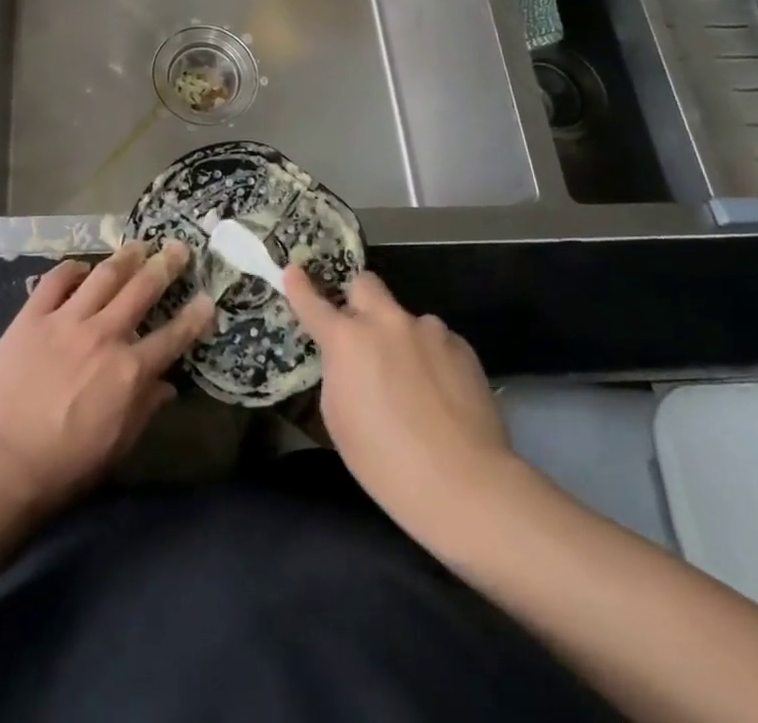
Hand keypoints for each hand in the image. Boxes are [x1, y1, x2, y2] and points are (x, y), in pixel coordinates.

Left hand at [0, 241, 214, 518]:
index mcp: (129, 371)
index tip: (208, 299)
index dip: (194, 317)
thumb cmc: (62, 467)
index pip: (173, 337)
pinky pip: (56, 281)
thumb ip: (144, 410)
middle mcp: (104, 335)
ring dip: (125, 257)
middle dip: (165, 266)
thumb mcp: (116, 447)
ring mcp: (67, 320)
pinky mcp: (32, 316)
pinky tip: (80, 266)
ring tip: (138, 244)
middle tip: (178, 248)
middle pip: (142, 290)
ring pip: (104, 276)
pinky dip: (71, 269)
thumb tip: (167, 386)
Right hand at [285, 266, 512, 551]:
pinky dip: (432, 358)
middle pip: (365, 284)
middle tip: (361, 331)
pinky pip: (436, 341)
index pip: (313, 303)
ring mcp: (428, 330)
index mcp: (347, 340)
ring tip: (414, 382)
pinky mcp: (461, 346)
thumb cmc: (386, 461)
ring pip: (405, 318)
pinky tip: (442, 395)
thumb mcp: (339, 419)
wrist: (465, 484)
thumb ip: (338, 374)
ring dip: (401, 338)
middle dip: (358, 300)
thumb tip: (349, 360)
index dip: (299, 287)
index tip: (293, 272)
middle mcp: (386, 322)